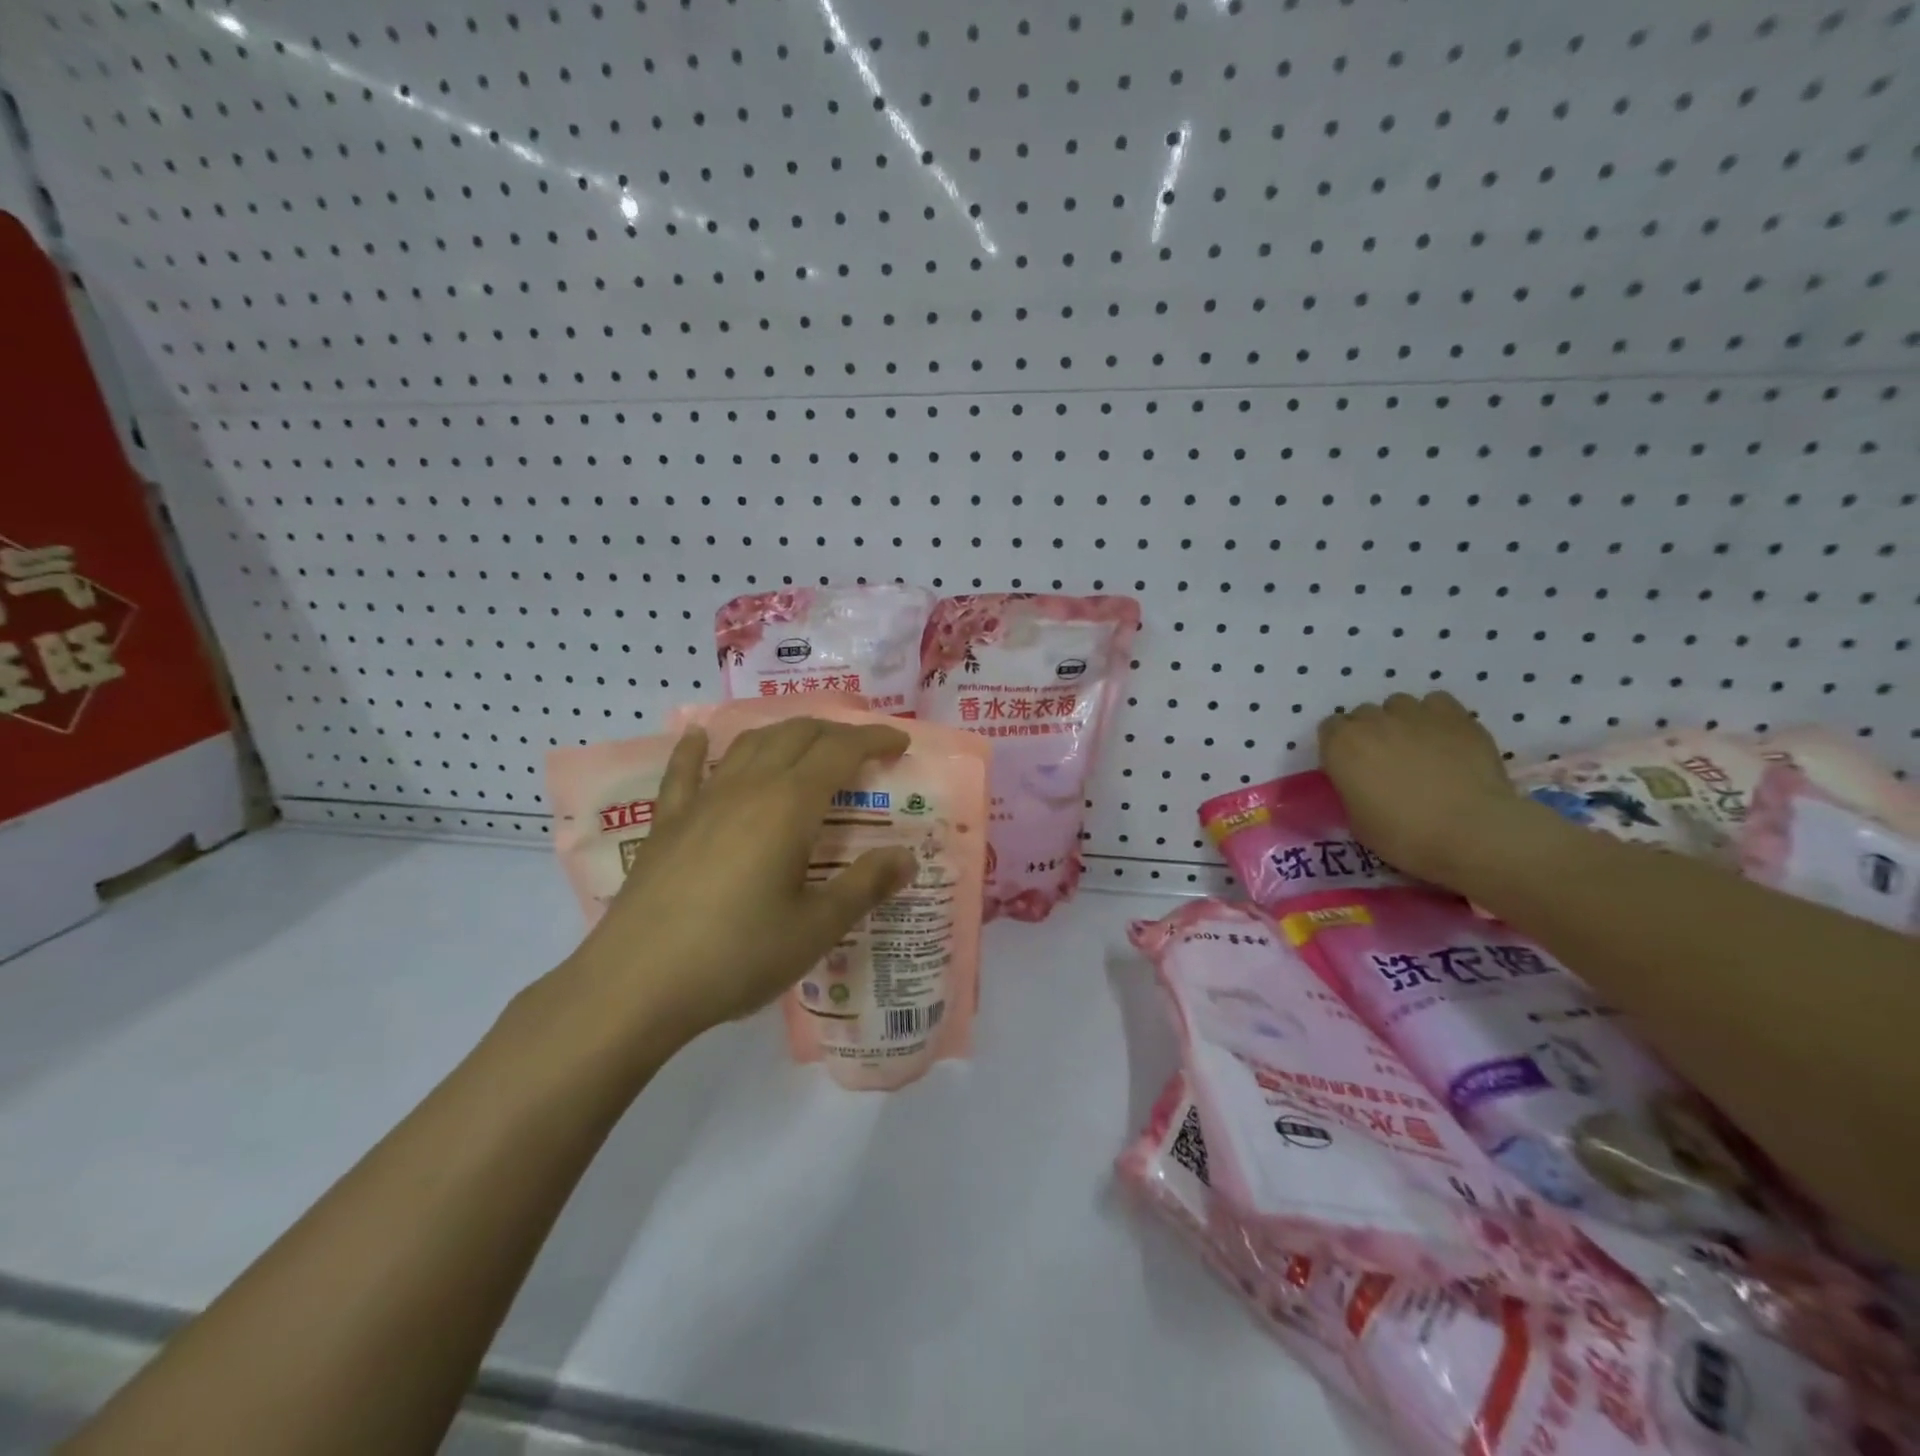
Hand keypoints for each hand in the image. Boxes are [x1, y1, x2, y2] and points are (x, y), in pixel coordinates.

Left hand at [558, 717, 916, 1050]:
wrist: (636, 984)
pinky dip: (696, 749)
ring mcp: (702, 801)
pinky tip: (699, 738)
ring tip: (806, 744)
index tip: (899, 742)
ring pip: (749, 745)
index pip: (840, 751)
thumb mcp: (815, 927)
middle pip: (796, 735)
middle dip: (835, 732)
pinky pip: (683, 772)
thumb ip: (865, 886)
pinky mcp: (667, 824)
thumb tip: (907, 857)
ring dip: (784, 733)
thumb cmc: (737, 955)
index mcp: (789, 806)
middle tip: (862, 749)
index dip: (873, 739)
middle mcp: (747, 788)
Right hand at [1317, 691, 1525, 887]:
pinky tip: (1444, 738)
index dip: (1340, 747)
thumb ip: (1351, 790)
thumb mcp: (1356, 821)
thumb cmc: (1404, 835)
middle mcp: (1373, 721)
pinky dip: (1435, 716)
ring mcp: (1415, 714)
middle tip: (1385, 762)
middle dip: (1370, 733)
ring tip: (1416, 748)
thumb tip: (1360, 784)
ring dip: (1400, 722)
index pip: (1329, 729)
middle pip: (1363, 715)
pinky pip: (1436, 702)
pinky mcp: (1455, 716)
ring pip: (1398, 705)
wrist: (1471, 832)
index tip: (1351, 768)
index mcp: (1341, 745)